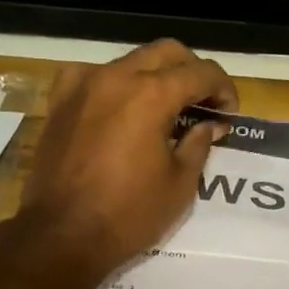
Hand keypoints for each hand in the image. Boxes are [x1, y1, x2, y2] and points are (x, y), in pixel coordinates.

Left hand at [19, 39, 237, 278]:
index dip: (224, 89)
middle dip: (193, 72)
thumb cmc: (128, 215)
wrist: (61, 236)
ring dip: (155, 76)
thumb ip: (199, 144)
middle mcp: (116, 77)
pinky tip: (120, 107)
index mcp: (151, 94)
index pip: (201, 72)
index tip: (229, 114)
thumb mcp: (180, 184)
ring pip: (130, 60)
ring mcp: (83, 85)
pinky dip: (115, 84)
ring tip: (166, 108)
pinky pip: (93, 75)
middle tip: (204, 104)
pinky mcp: (60, 102)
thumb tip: (208, 124)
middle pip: (166, 52)